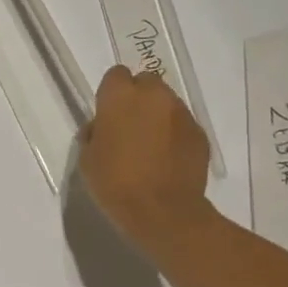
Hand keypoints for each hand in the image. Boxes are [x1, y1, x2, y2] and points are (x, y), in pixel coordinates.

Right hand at [80, 65, 213, 252]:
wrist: (162, 211)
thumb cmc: (114, 182)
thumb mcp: (87, 157)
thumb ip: (95, 132)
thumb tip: (103, 127)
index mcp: (120, 98)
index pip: (115, 74)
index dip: (111, 92)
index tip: (107, 112)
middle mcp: (154, 97)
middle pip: (146, 82)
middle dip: (138, 97)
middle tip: (129, 125)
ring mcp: (181, 114)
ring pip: (167, 102)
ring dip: (157, 115)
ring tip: (150, 144)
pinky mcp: (200, 134)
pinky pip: (182, 124)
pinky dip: (174, 134)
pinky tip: (166, 158)